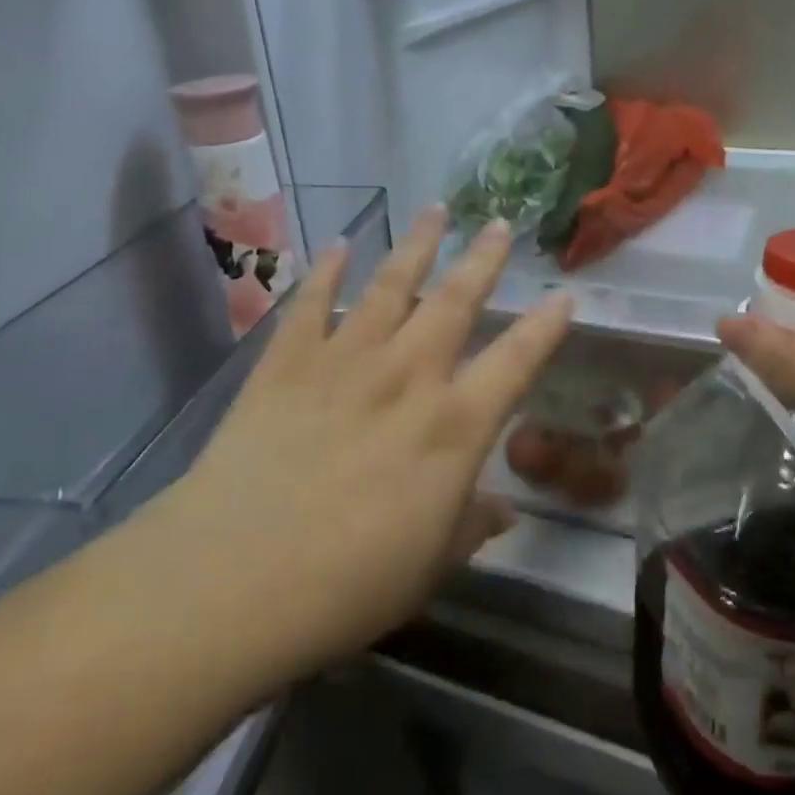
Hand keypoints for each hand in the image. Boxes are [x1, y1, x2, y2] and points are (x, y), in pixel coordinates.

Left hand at [158, 208, 572, 687]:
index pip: (515, 362)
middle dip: (483, 260)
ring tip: (435, 209)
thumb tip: (503, 511)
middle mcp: (407, 377)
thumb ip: (470, 527)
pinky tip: (340, 244)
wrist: (231, 578)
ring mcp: (344, 361)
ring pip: (390, 285)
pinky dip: (327, 270)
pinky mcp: (286, 362)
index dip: (544, 327)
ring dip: (416, 245)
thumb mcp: (428, 567)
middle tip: (500, 223)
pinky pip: (312, 303)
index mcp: (453, 426)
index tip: (563, 294)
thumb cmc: (346, 585)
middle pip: (455, 302)